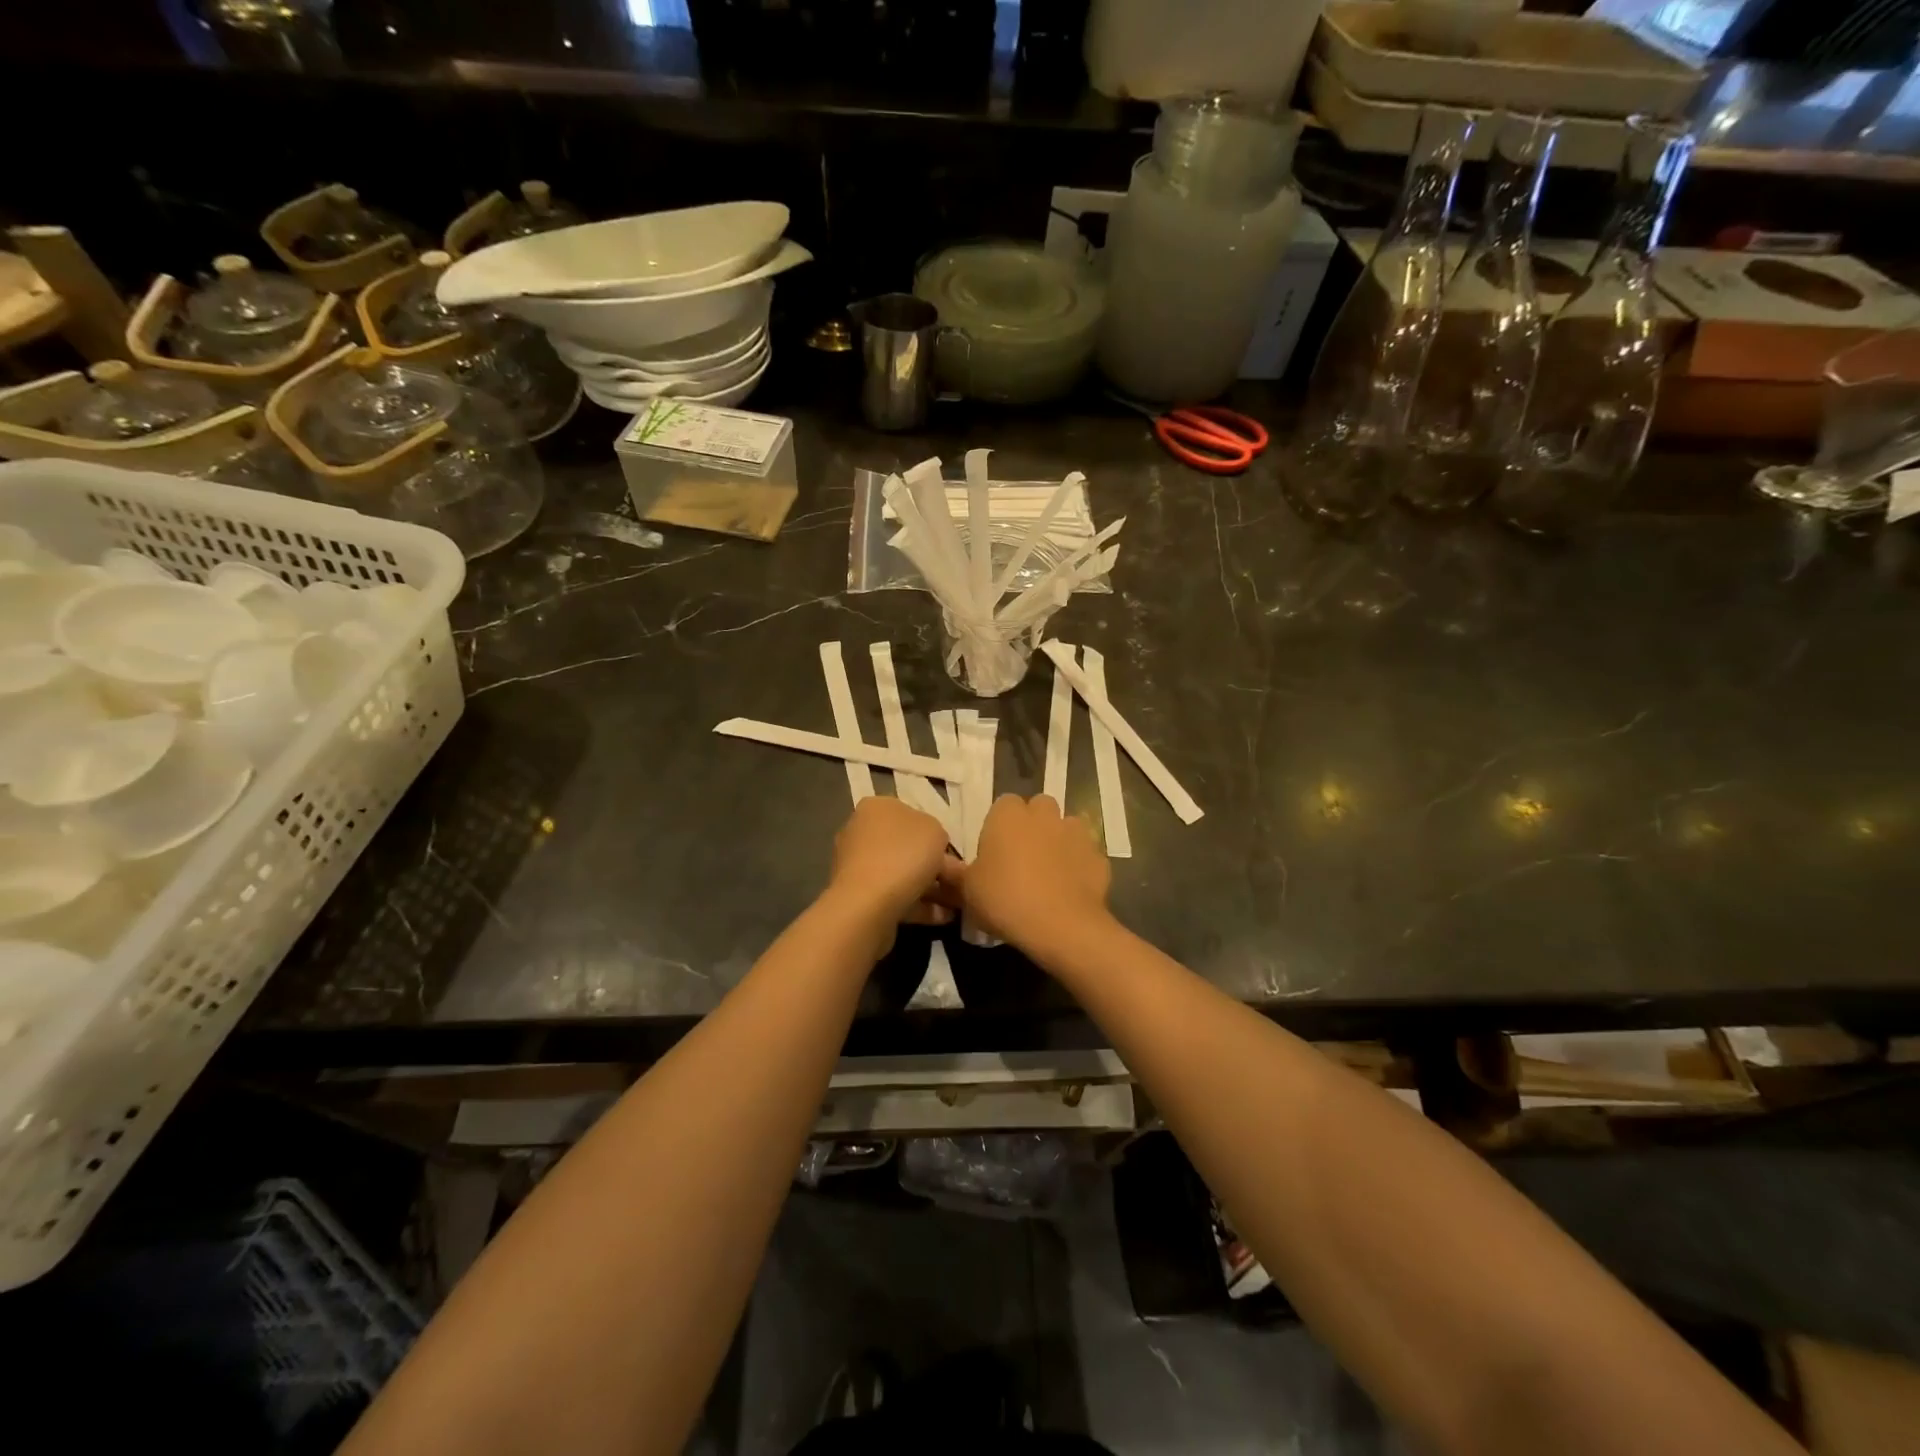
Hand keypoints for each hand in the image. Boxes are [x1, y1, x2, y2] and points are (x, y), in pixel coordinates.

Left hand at [826, 797, 959, 932]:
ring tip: (955, 904)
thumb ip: (937, 834)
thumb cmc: (903, 856)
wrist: (868, 905)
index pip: (909, 813)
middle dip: (931, 864)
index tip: (950, 853)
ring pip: (900, 873)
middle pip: (904, 846)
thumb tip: (932, 846)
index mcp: (876, 807)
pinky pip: (893, 896)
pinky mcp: (856, 896)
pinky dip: (917, 905)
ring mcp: (855, 865)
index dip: (933, 833)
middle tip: (956, 881)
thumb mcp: (935, 832)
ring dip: (928, 888)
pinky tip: (941, 918)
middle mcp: (860, 831)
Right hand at [959, 794, 1111, 952]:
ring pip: (1067, 827)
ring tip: (1050, 872)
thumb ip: (956, 874)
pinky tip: (1071, 889)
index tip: (995, 852)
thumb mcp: (968, 891)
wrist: (1062, 926)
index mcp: (1008, 815)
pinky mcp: (1099, 856)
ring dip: (1059, 841)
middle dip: (1033, 825)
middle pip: (1039, 807)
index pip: (1003, 804)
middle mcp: (1044, 815)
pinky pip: (1086, 854)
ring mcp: (1076, 833)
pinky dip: (1079, 865)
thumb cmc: (1006, 900)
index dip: (1000, 826)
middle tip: (1022, 858)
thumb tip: (943, 865)